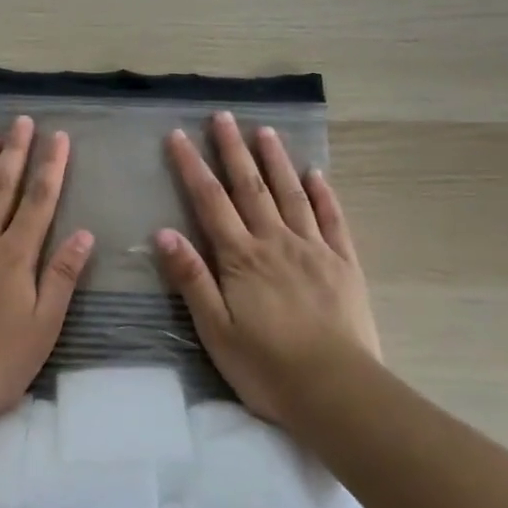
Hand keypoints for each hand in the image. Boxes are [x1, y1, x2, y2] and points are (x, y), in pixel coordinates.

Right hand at [155, 112, 381, 424]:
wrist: (338, 392)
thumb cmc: (267, 366)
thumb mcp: (215, 329)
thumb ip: (191, 278)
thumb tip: (163, 232)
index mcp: (241, 258)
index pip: (210, 201)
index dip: (192, 166)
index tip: (179, 135)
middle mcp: (276, 242)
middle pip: (250, 187)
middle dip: (233, 149)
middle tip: (223, 116)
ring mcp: (314, 250)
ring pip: (291, 194)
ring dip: (276, 160)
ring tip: (264, 130)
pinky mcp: (344, 265)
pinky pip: (333, 220)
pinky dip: (323, 194)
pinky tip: (316, 173)